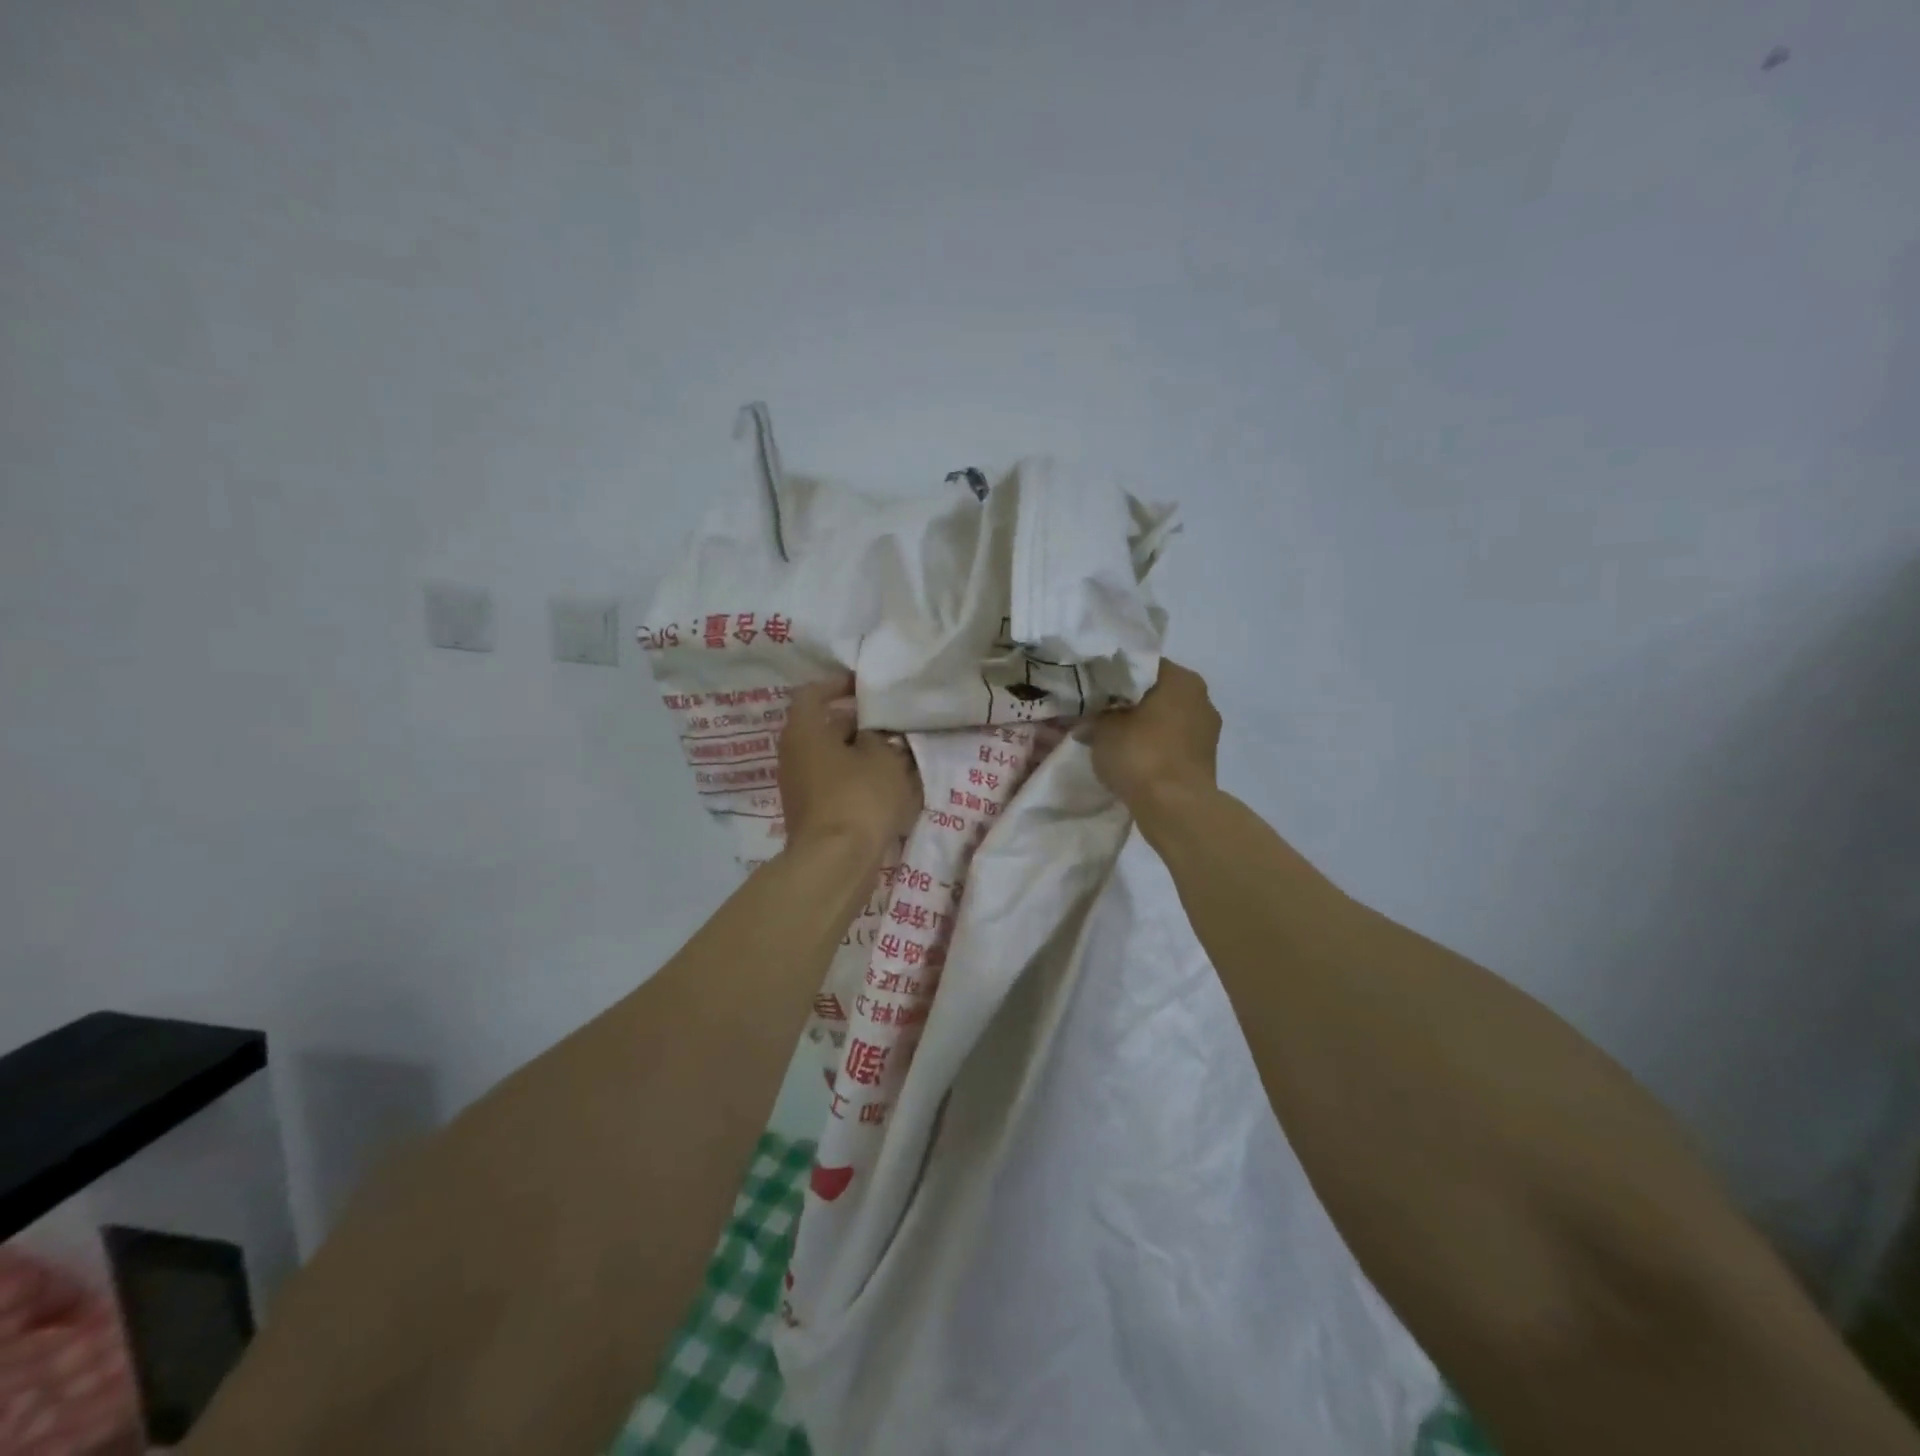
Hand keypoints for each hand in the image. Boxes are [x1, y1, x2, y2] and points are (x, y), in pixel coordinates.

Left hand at [778, 675, 922, 856]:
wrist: (836, 863)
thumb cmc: (859, 797)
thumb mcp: (883, 758)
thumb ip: (881, 738)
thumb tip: (874, 736)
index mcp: (804, 730)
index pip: (814, 693)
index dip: (839, 685)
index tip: (866, 687)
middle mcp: (793, 754)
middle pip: (824, 727)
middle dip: (858, 724)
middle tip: (891, 724)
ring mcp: (799, 786)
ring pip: (832, 758)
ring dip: (860, 754)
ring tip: (896, 756)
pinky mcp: (811, 812)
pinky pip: (834, 783)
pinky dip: (856, 779)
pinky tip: (887, 786)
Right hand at [1084, 658, 1220, 809]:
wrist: (1175, 807)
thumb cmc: (1140, 754)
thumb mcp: (1102, 730)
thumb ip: (1093, 718)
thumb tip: (1085, 723)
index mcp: (1180, 678)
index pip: (1141, 666)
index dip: (1114, 677)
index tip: (1094, 690)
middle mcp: (1201, 697)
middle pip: (1156, 693)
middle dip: (1129, 704)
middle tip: (1100, 715)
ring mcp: (1207, 730)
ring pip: (1166, 719)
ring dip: (1143, 727)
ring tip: (1114, 739)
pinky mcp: (1205, 759)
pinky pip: (1173, 743)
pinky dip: (1155, 747)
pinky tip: (1133, 759)